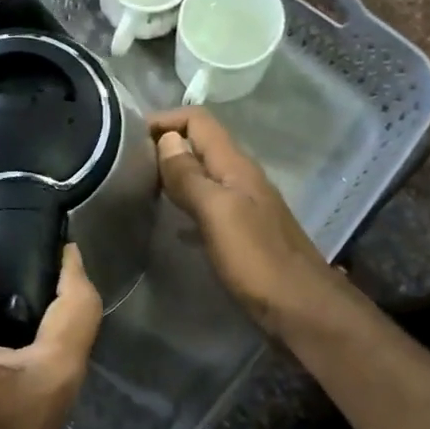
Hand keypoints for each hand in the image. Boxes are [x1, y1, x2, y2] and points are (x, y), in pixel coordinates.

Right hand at [149, 108, 339, 335]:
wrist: (302, 308)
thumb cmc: (258, 260)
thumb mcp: (218, 213)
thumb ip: (191, 176)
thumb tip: (166, 139)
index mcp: (236, 166)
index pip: (199, 121)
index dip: (166, 120)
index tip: (127, 136)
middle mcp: (242, 178)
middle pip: (201, 145)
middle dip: (166, 144)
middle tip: (127, 163)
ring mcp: (245, 206)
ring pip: (204, 175)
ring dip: (175, 174)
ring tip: (141, 187)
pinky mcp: (243, 232)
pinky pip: (209, 205)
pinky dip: (186, 203)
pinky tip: (171, 222)